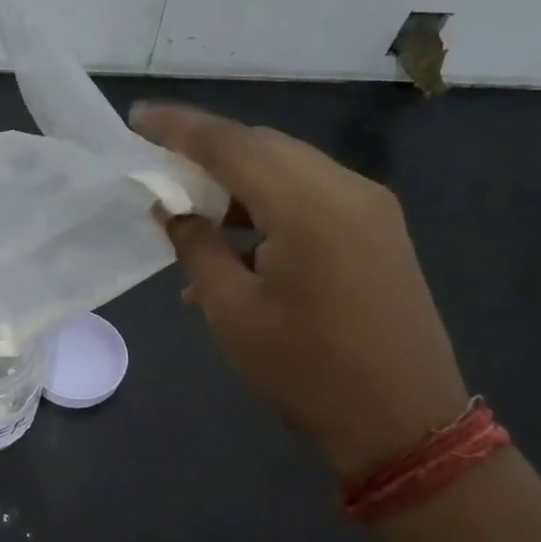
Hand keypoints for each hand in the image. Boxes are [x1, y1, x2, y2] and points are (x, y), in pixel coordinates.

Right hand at [130, 101, 468, 477]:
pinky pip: (311, 196)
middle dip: (207, 149)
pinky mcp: (378, 230)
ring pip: (289, 167)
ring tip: (192, 210)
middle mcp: (346, 189)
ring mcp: (370, 208)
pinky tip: (238, 242)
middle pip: (264, 147)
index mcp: (308, 205)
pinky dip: (268, 205)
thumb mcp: (233, 312)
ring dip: (237, 180)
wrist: (403, 424)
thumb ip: (196, 247)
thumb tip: (173, 210)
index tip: (137, 117)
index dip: (179, 128)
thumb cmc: (306, 371)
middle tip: (158, 163)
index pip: (231, 144)